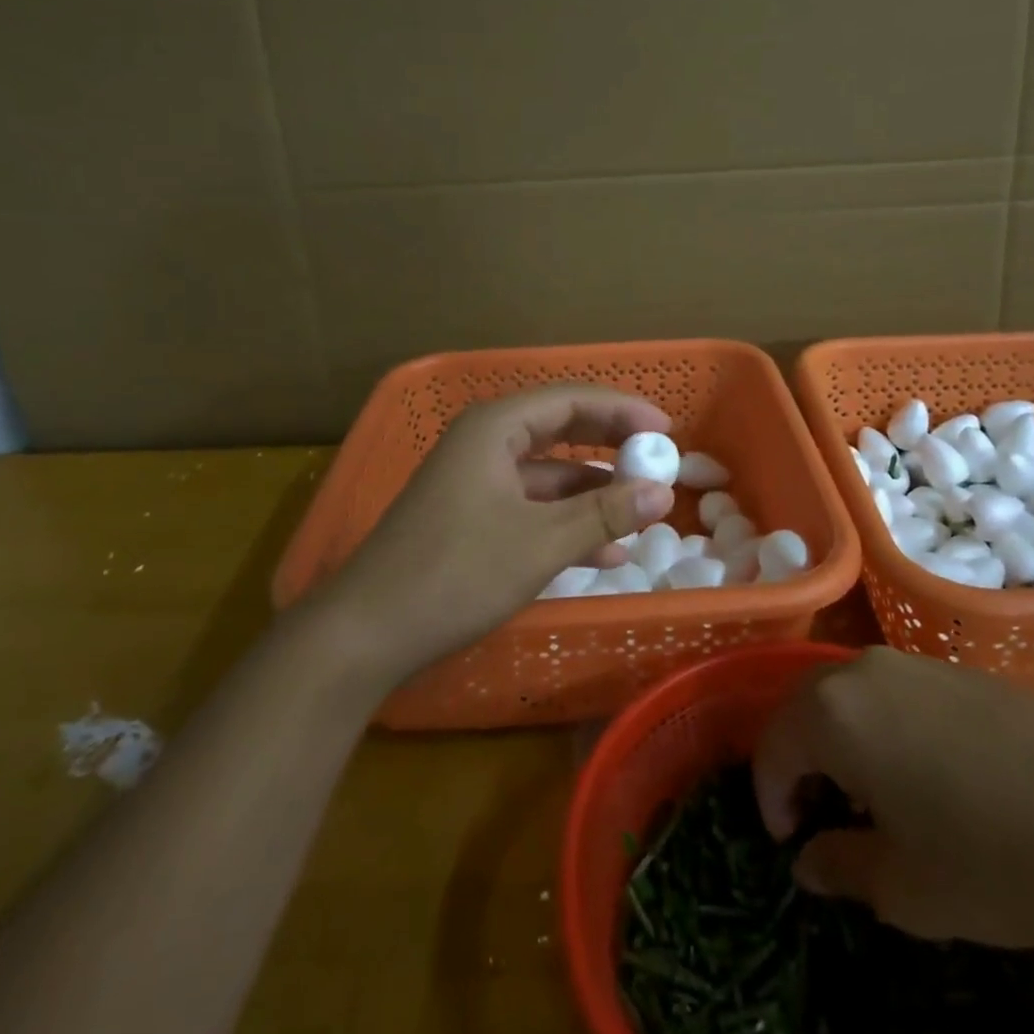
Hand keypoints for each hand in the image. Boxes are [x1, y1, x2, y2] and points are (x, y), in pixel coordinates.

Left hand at [313, 385, 675, 681]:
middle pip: (560, 429)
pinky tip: (603, 551)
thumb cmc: (456, 572)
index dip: (622, 410)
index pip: (571, 400)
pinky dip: (566, 520)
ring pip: (548, 473)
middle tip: (658, 459)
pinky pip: (530, 504)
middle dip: (611, 445)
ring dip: (593, 491)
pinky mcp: (471, 515)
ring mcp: (475, 480)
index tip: (666, 430)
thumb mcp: (540, 543)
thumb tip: (662, 492)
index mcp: (495, 427)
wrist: (367, 633)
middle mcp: (484, 442)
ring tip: (640, 512)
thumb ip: (604, 514)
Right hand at [752, 647, 1033, 950]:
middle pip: (807, 708)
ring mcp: (918, 664)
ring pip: (854, 697)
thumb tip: (809, 862)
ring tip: (873, 800)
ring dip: (845, 743)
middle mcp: (864, 670)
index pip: (773, 746)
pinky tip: (930, 777)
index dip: (771, 798)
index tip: (789, 845)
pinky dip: (888, 730)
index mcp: (833, 712)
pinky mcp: (963, 671)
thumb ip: (840, 867)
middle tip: (820, 818)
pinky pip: (899, 695)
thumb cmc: (997, 860)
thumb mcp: (906, 889)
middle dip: (802, 762)